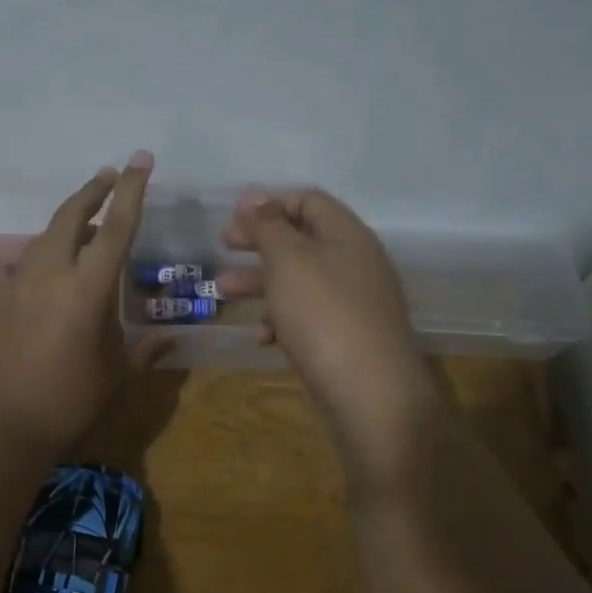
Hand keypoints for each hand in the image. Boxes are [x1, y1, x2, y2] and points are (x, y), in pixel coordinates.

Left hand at [0, 154, 168, 450]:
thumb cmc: (68, 400)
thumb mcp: (116, 375)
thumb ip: (144, 351)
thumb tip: (168, 339)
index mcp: (87, 287)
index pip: (116, 226)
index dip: (132, 190)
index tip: (140, 159)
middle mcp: (51, 272)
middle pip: (71, 214)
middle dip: (93, 190)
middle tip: (110, 176)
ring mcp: (19, 282)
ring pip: (47, 235)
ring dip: (71, 221)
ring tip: (90, 225)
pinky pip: (30, 261)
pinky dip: (51, 252)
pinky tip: (58, 271)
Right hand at [219, 188, 438, 459]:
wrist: (370, 393)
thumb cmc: (324, 314)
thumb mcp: (289, 260)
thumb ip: (268, 226)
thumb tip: (255, 199)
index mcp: (347, 235)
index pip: (309, 200)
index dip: (270, 202)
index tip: (233, 216)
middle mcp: (354, 263)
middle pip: (301, 240)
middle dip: (258, 242)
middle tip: (224, 246)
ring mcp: (352, 303)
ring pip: (299, 281)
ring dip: (259, 282)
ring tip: (222, 292)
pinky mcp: (345, 338)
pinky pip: (307, 317)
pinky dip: (281, 320)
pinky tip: (262, 337)